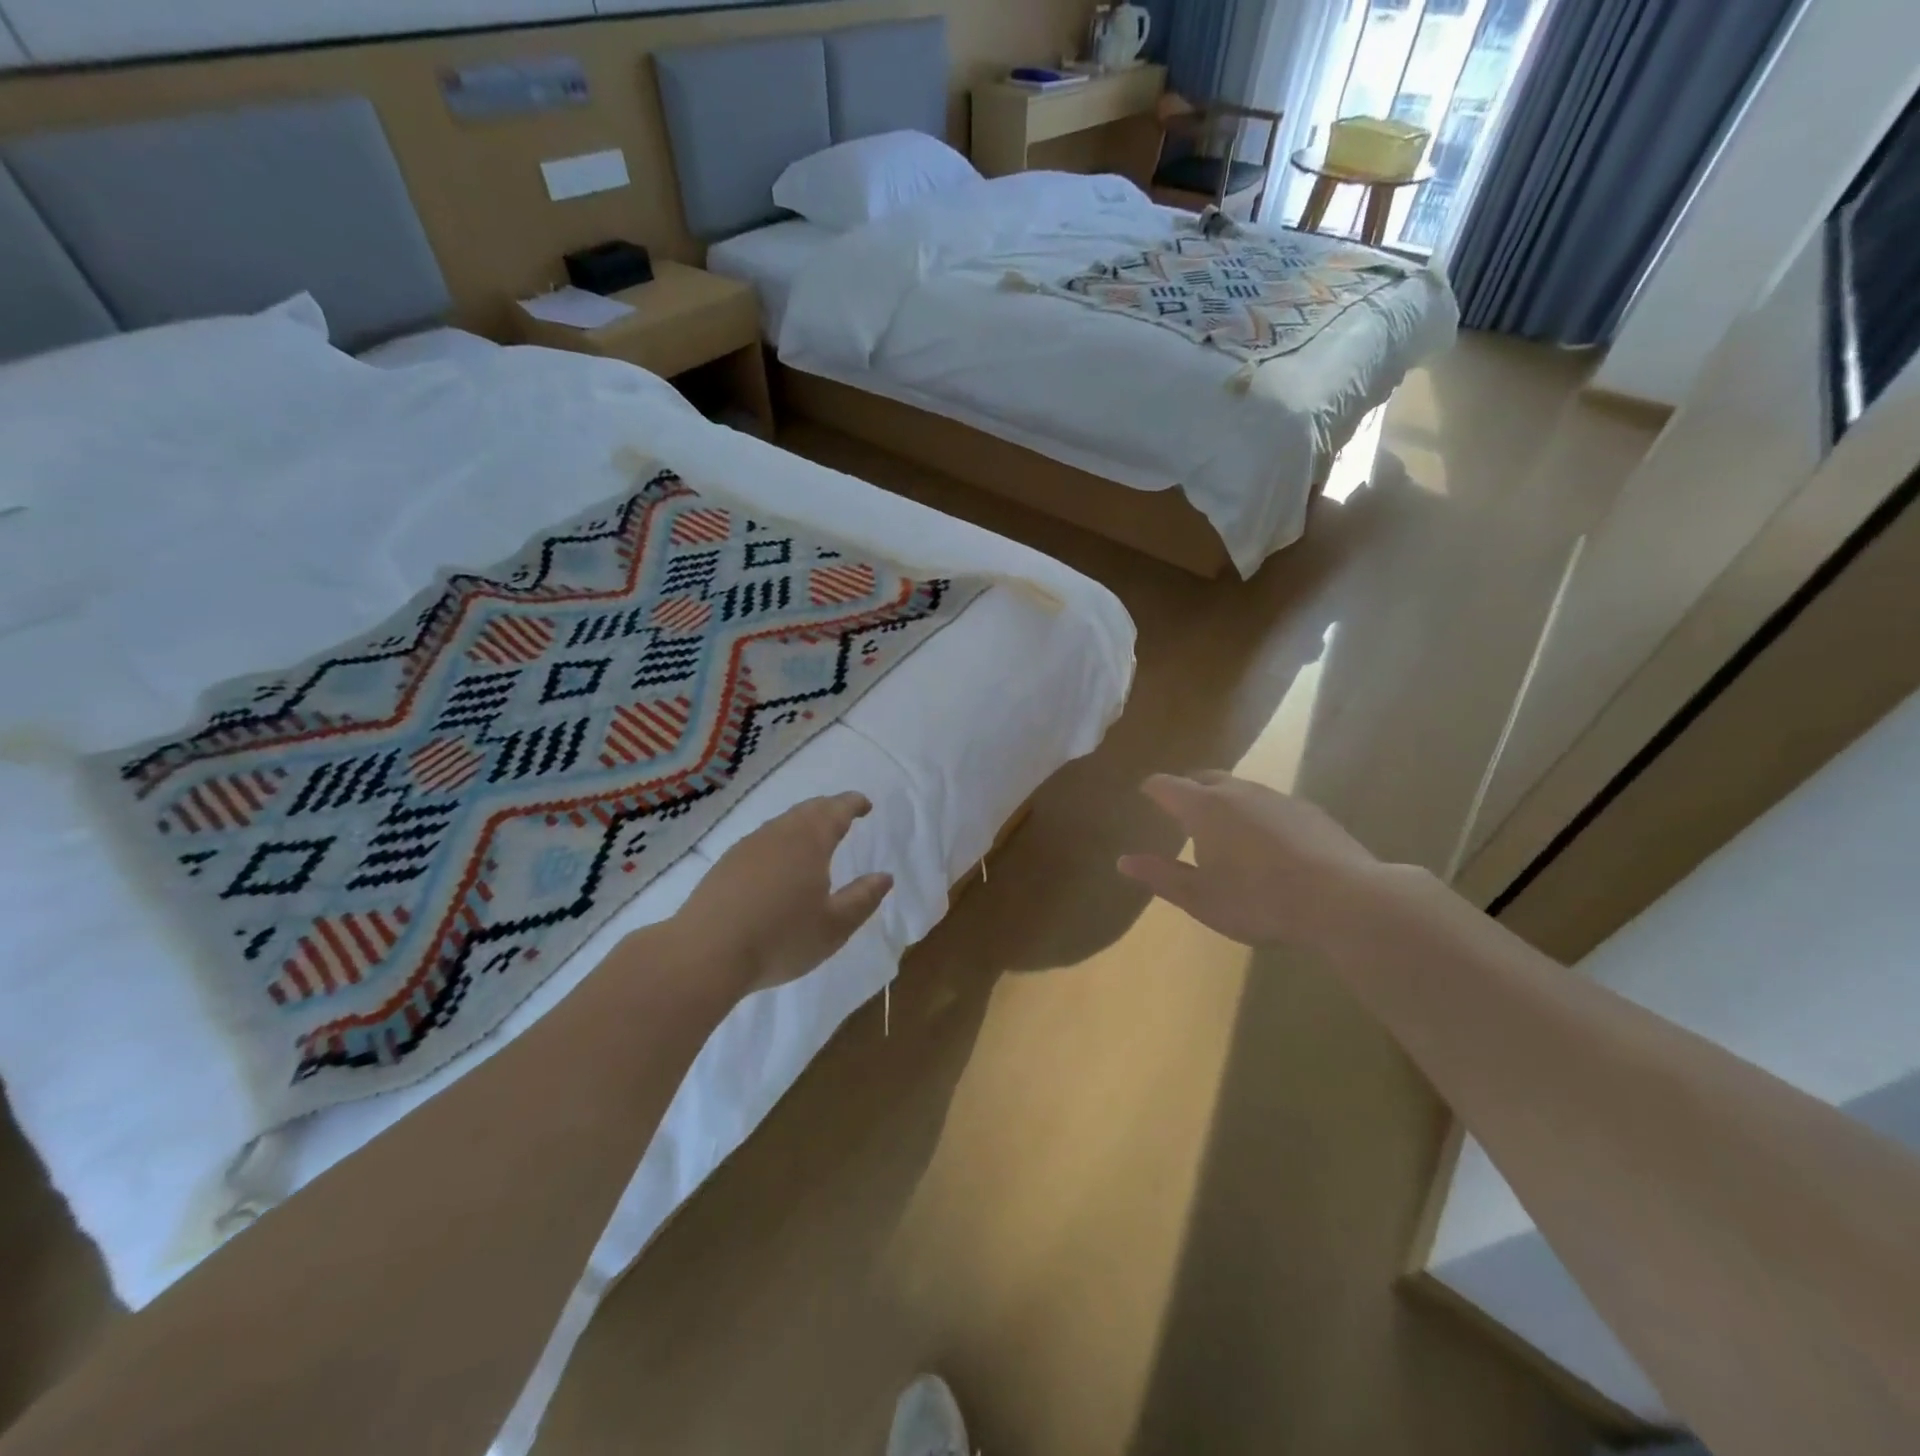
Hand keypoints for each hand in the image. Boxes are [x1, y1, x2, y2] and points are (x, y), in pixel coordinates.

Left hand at [670, 792, 893, 999]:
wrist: (705, 954)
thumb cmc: (780, 938)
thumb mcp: (834, 926)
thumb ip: (863, 898)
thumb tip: (884, 876)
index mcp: (809, 841)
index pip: (836, 810)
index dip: (853, 804)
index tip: (865, 805)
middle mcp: (778, 834)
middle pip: (807, 811)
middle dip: (829, 809)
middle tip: (844, 816)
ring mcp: (747, 847)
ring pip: (782, 824)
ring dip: (803, 824)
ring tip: (814, 839)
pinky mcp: (725, 865)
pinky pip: (762, 841)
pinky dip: (780, 842)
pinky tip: (778, 864)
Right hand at [1117, 771, 1385, 949]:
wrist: (1343, 900)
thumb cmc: (1259, 901)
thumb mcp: (1201, 898)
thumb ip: (1161, 876)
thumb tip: (1123, 860)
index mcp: (1204, 808)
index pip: (1166, 786)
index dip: (1152, 789)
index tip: (1145, 794)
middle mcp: (1238, 792)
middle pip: (1205, 778)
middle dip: (1189, 789)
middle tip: (1181, 810)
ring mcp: (1278, 798)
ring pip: (1241, 789)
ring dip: (1226, 801)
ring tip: (1224, 828)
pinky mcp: (1310, 812)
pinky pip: (1271, 805)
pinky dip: (1258, 815)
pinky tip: (1268, 844)